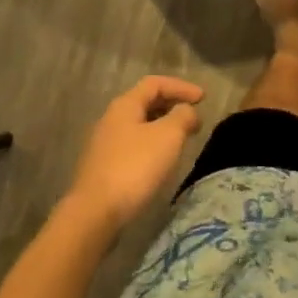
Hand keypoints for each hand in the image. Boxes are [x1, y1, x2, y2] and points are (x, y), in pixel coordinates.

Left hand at [64, 76, 205, 233]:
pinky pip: (133, 146)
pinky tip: (161, 161)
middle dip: (172, 105)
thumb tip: (187, 111)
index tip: (203, 98)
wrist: (94, 214)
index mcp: (125, 105)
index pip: (155, 83)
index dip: (181, 87)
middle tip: (194, 116)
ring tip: (182, 139)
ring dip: (163, 127)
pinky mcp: (103, 168)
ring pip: (139, 125)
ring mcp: (104, 145)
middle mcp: (111, 119)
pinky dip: (152, 145)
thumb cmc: (134, 167)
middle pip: (145, 102)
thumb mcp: (168, 136)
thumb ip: (183, 116)